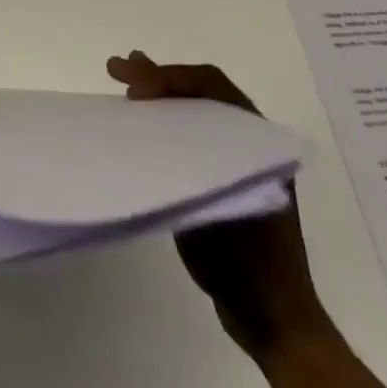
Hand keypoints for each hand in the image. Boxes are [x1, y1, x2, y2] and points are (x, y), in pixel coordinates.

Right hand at [106, 51, 325, 355]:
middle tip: (115, 69)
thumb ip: (179, 151)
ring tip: (123, 85)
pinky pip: (194, 134)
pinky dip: (166, 121)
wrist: (271, 318)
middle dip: (158, 76)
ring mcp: (239, 161)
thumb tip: (145, 105)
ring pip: (197, 110)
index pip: (209, 85)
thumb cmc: (243, 259)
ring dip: (161, 95)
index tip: (129, 82)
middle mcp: (252, 142)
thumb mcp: (207, 199)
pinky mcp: (225, 180)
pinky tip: (141, 125)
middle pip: (202, 90)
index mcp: (258, 140)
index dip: (166, 76)